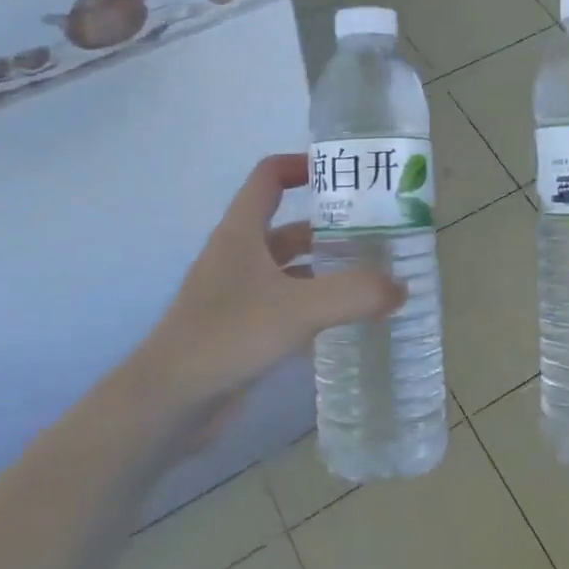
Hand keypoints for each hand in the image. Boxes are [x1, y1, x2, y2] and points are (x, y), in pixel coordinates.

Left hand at [143, 154, 403, 417]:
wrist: (167, 403)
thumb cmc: (227, 336)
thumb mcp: (298, 309)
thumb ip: (354, 294)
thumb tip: (402, 287)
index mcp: (241, 233)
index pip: (269, 177)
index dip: (302, 165)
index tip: (344, 174)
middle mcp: (239, 256)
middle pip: (289, 227)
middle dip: (331, 228)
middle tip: (378, 235)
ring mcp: (238, 295)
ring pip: (291, 270)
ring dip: (326, 271)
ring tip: (373, 279)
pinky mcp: (243, 331)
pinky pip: (287, 307)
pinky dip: (316, 309)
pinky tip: (348, 324)